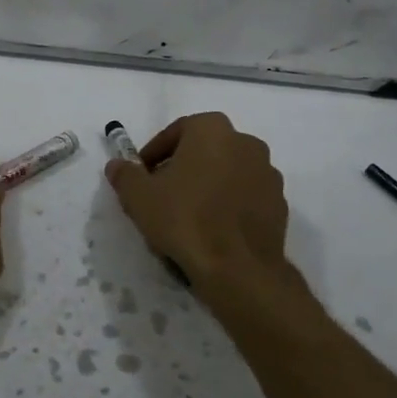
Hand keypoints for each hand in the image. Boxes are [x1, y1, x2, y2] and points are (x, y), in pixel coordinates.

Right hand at [105, 113, 296, 296]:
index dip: (154, 154)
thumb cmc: (185, 220)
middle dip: (182, 168)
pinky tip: (213, 230)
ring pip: (226, 173)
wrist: (239, 268)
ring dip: (207, 186)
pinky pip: (245, 196)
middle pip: (204, 150)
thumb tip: (117, 165)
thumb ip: (124, 175)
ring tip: (187, 216)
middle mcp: (246, 142)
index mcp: (212, 129)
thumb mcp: (139, 197)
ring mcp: (268, 173)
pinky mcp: (279, 203)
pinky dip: (228, 205)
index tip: (142, 176)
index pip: (175, 132)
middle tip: (162, 195)